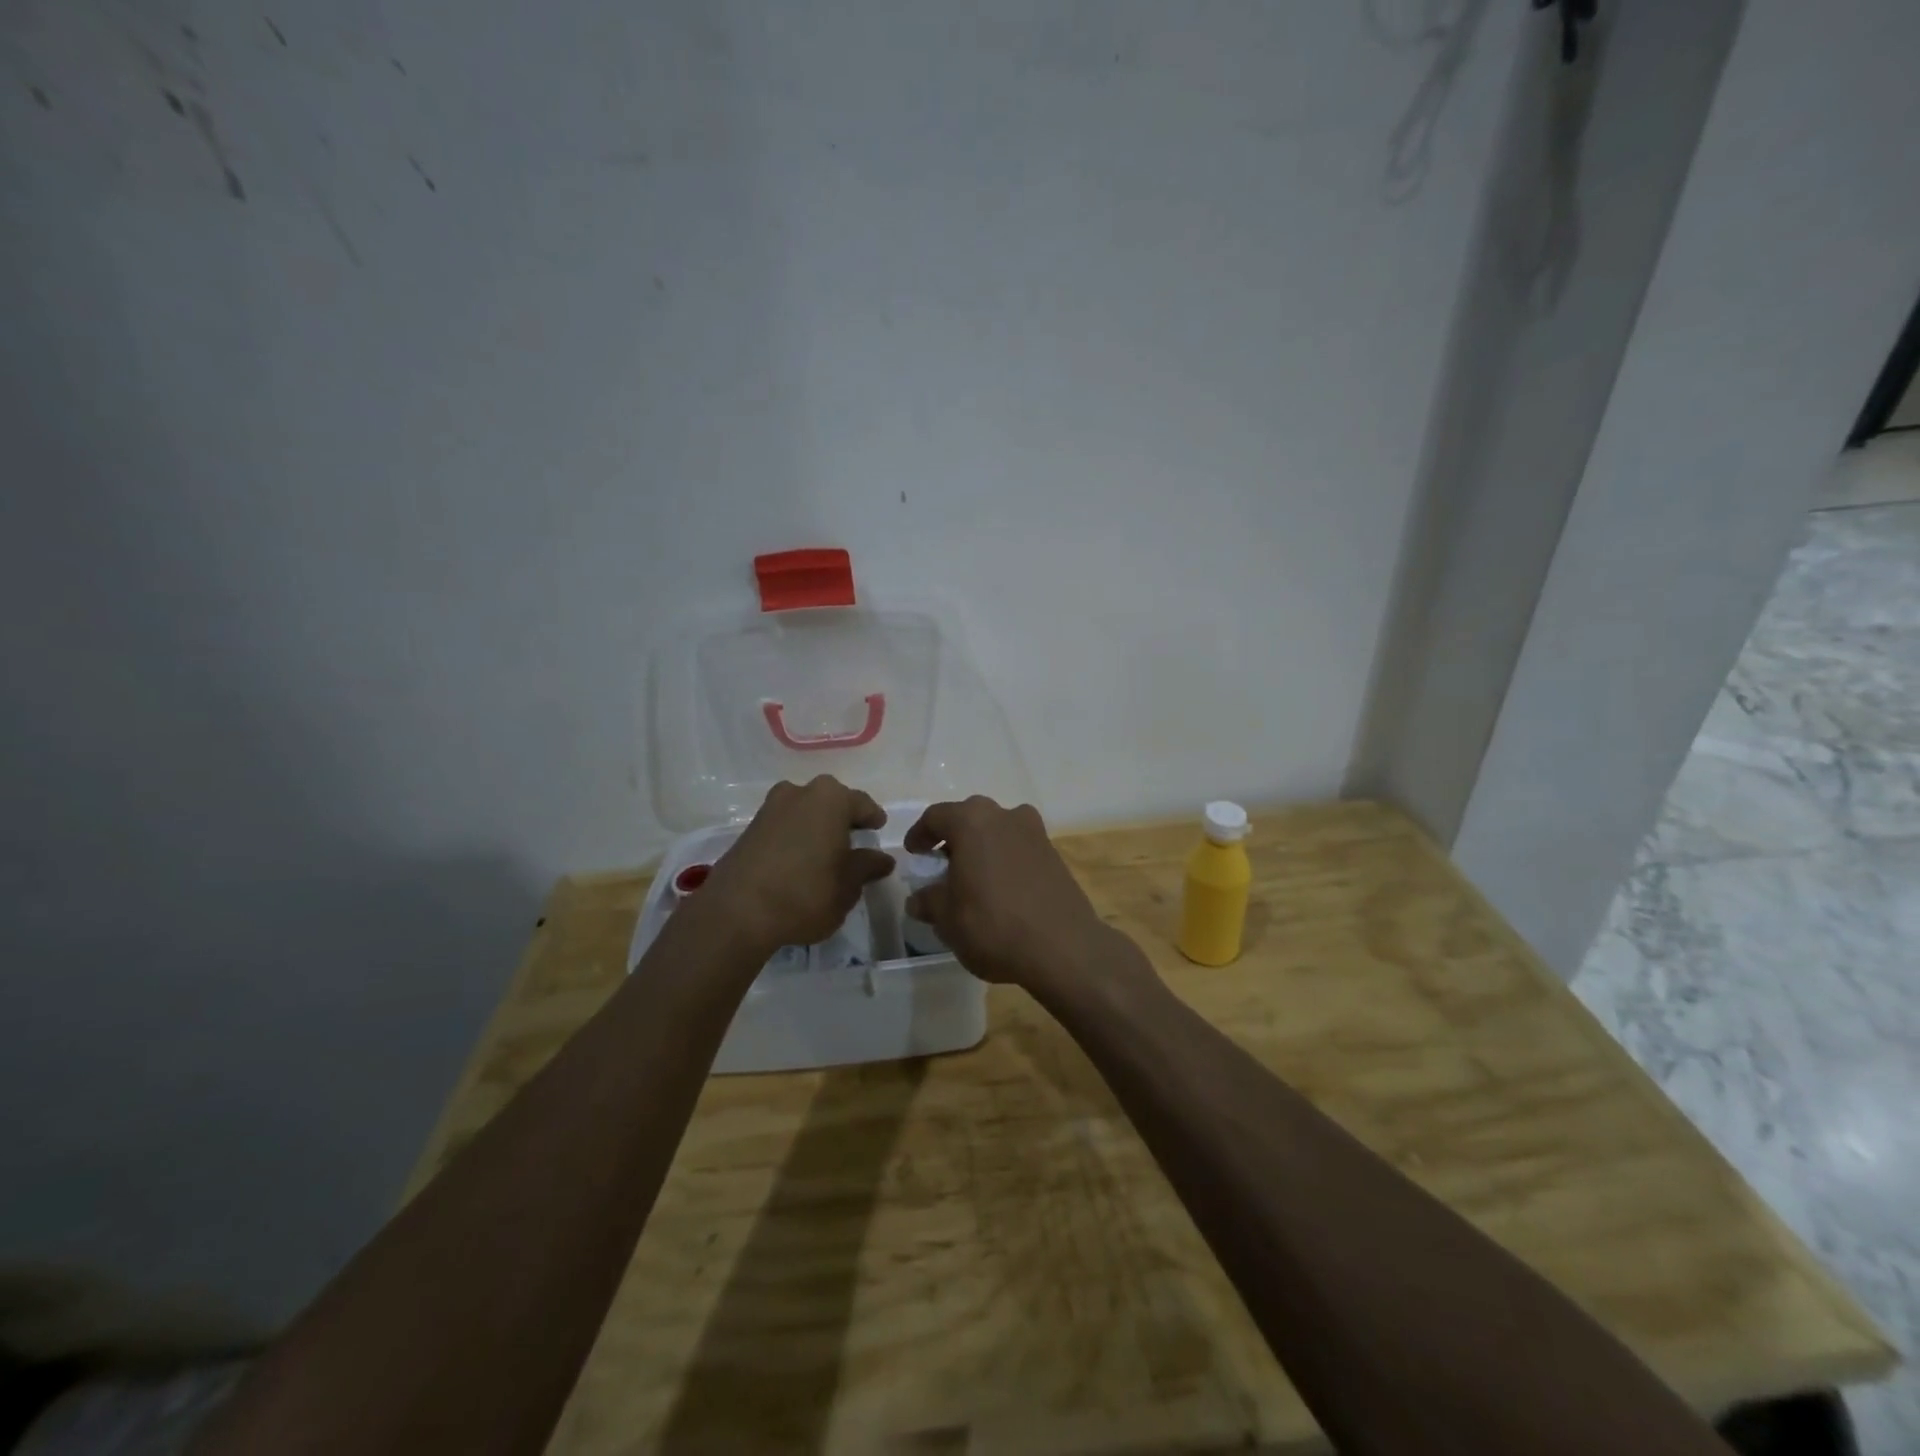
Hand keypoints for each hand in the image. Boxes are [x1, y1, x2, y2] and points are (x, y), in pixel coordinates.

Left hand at [702, 776, 894, 953]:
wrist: (737, 912)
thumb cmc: (806, 892)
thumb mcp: (848, 885)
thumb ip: (867, 867)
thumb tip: (882, 859)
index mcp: (831, 798)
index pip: (862, 804)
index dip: (873, 819)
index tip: (878, 830)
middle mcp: (800, 792)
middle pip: (831, 803)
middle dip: (842, 820)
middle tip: (854, 842)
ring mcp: (770, 808)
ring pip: (804, 813)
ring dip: (816, 828)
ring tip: (825, 854)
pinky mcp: (749, 829)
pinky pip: (784, 827)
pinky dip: (795, 839)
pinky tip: (799, 862)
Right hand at [903, 796, 1133, 999]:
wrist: (1064, 947)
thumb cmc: (993, 925)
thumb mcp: (947, 919)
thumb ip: (929, 902)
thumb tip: (919, 898)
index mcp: (972, 821)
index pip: (936, 816)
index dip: (920, 834)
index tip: (914, 855)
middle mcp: (1005, 816)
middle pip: (969, 818)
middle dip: (952, 839)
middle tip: (940, 866)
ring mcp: (1035, 832)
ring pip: (997, 831)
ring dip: (981, 849)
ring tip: (971, 880)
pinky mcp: (1054, 854)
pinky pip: (1018, 848)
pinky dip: (1003, 860)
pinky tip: (999, 890)